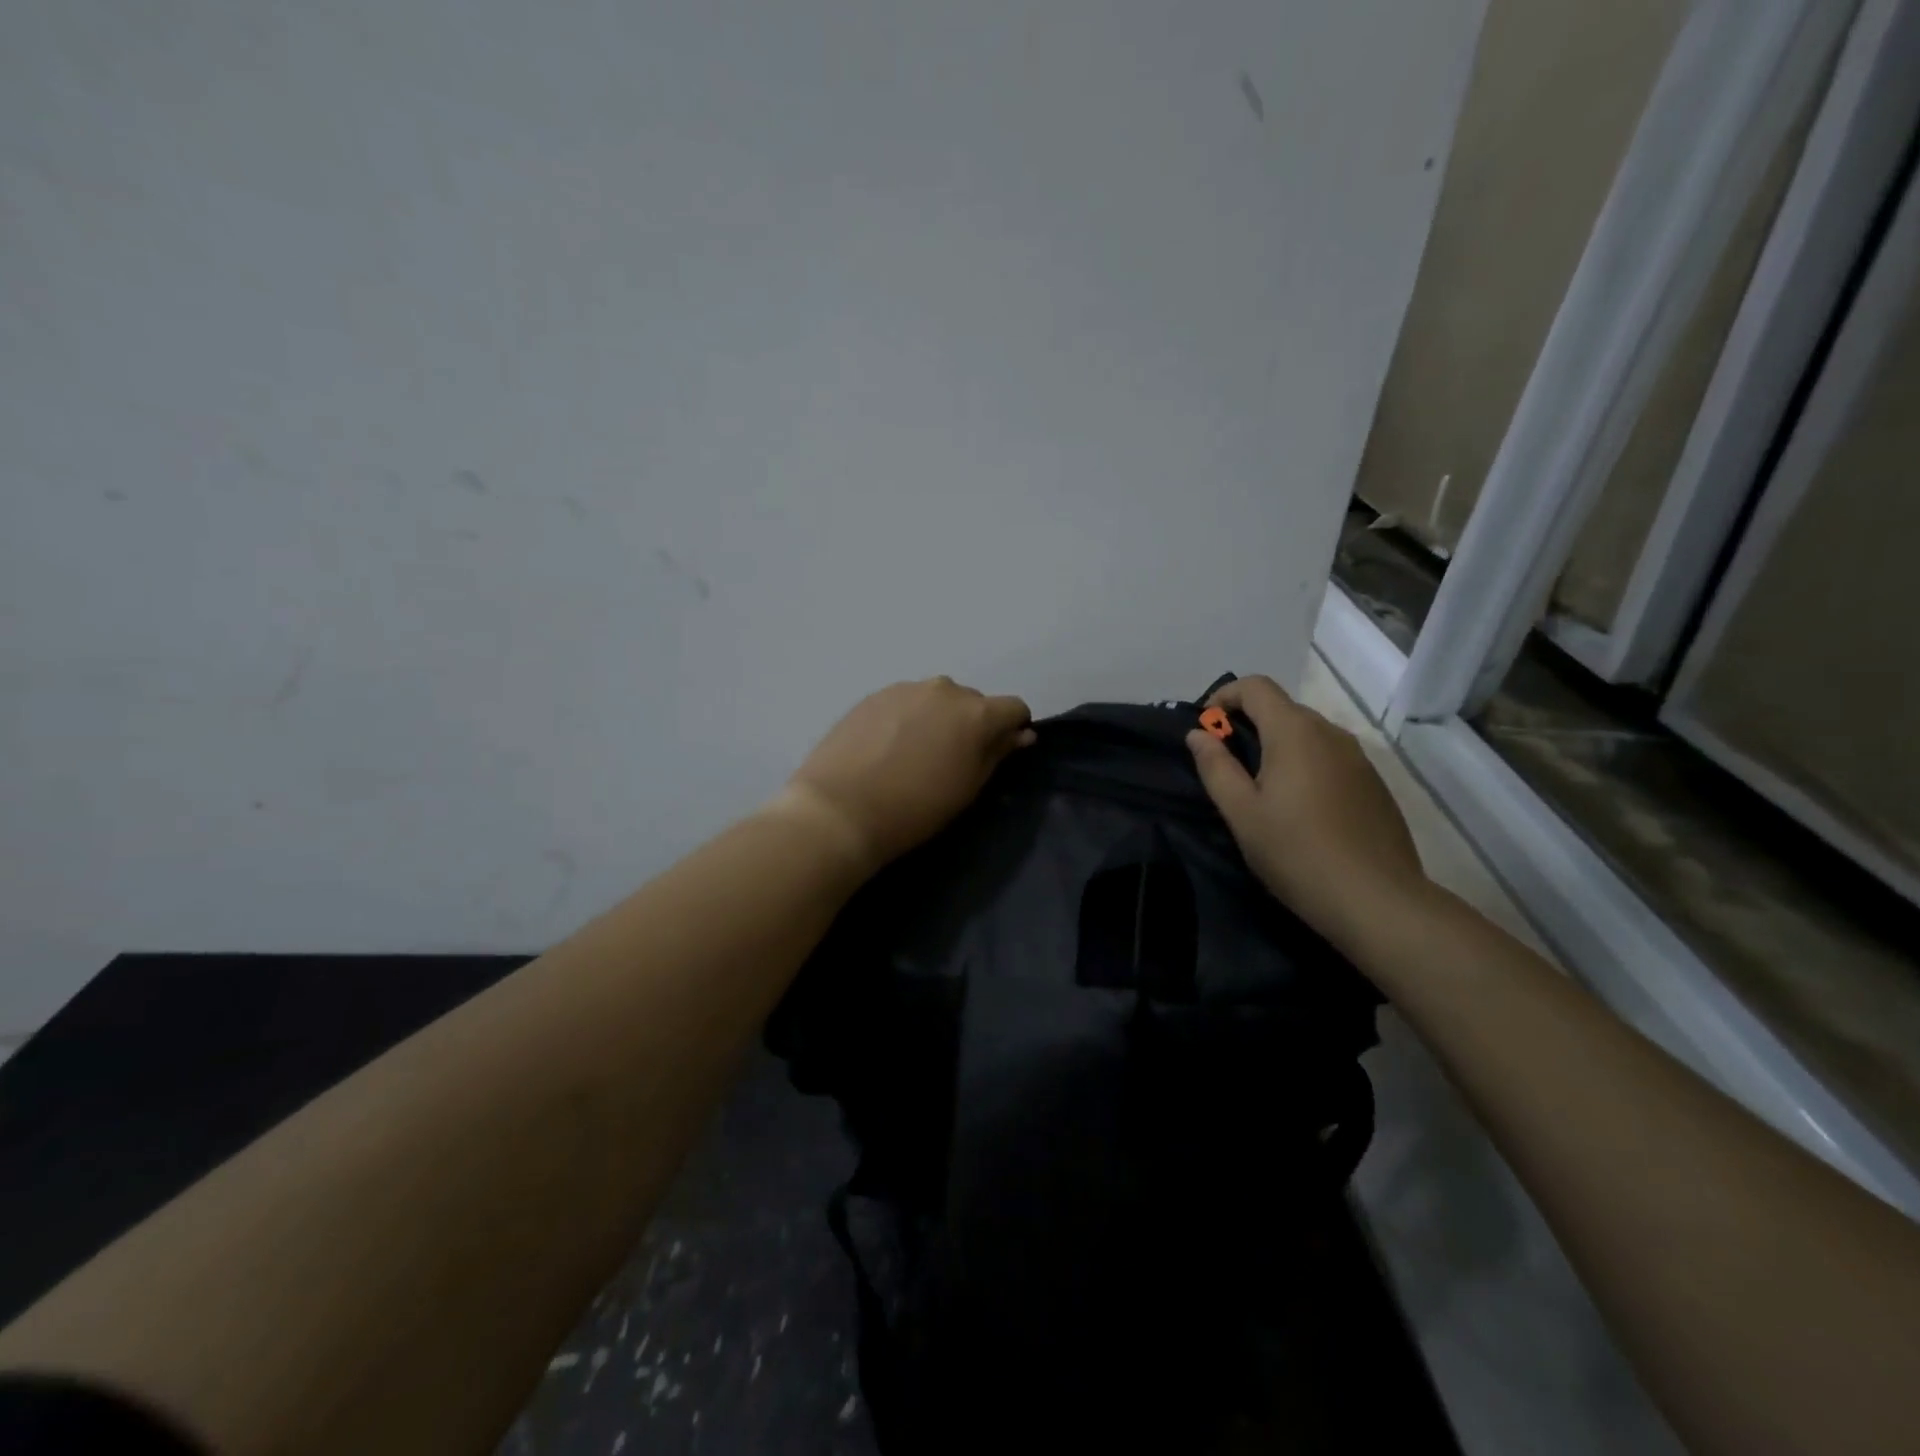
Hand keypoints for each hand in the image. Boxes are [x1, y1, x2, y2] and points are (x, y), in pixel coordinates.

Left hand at [776, 677, 1035, 873]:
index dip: (1012, 729)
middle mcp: (944, 689)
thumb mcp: (967, 788)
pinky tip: (888, 748)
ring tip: (915, 754)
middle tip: (951, 759)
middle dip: (971, 724)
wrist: (840, 809)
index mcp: (976, 712)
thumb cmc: (915, 808)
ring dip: (937, 718)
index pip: (1013, 708)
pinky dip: (907, 718)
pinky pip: (905, 702)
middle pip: (973, 701)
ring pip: (936, 700)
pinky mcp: (873, 695)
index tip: (999, 752)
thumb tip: (1021, 734)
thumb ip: (997, 753)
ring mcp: (905, 688)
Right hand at [1186, 675, 1428, 947]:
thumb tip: (1198, 734)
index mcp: (1294, 732)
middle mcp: (1330, 732)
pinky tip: (1299, 807)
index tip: (1205, 726)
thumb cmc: (1296, 852)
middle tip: (1225, 762)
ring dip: (1277, 744)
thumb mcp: (1241, 813)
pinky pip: (1330, 757)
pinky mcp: (1374, 783)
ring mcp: (1358, 757)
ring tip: (1260, 787)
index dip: (1224, 696)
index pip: (1256, 686)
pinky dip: (1305, 764)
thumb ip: (1215, 767)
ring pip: (1308, 733)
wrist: (1377, 899)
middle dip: (1247, 722)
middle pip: (1282, 708)